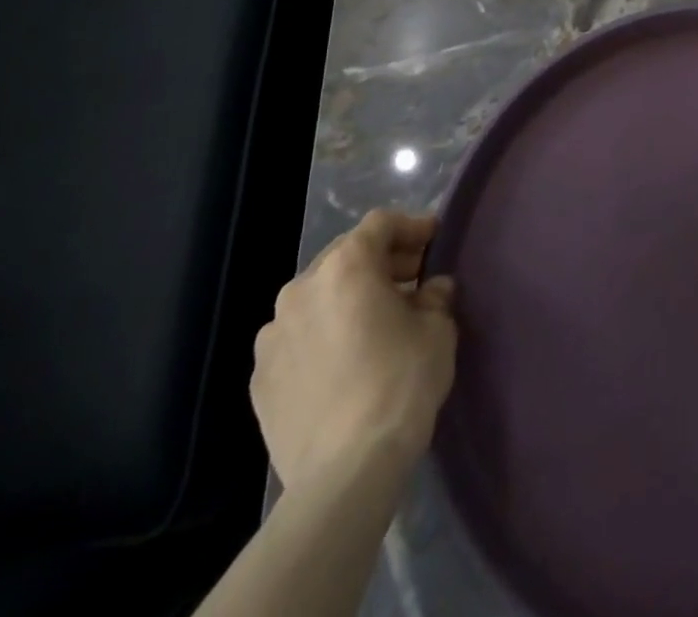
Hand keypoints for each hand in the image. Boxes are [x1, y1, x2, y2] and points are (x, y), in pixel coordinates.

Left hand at [252, 210, 456, 499]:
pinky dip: (323, 335)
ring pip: (317, 298)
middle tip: (413, 278)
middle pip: (346, 256)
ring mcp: (272, 336)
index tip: (435, 239)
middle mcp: (300, 289)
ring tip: (377, 323)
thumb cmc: (400, 382)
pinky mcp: (259, 379)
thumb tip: (431, 289)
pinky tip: (346, 361)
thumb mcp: (438, 328)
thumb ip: (435, 296)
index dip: (412, 226)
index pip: (381, 224)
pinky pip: (298, 338)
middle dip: (381, 262)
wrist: (345, 472)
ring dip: (348, 299)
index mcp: (346, 267)